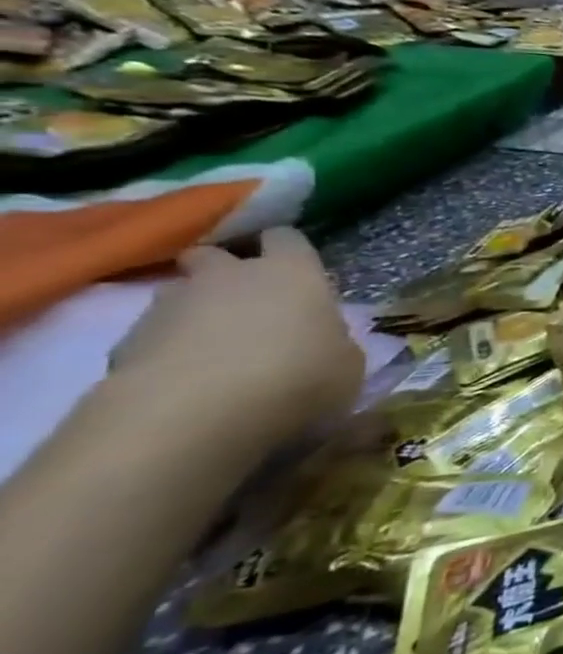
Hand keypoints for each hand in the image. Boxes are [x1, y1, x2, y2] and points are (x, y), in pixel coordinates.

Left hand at [110, 228, 363, 442]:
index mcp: (292, 273)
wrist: (191, 416)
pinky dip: (164, 350)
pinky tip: (180, 380)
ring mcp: (169, 306)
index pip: (287, 237)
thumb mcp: (346, 365)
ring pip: (177, 293)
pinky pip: (149, 336)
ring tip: (210, 346)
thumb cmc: (295, 378)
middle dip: (223, 271)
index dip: (289, 250)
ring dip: (192, 310)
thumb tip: (320, 341)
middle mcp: (229, 276)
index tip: (296, 269)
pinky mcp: (124, 343)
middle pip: (214, 254)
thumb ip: (332, 342)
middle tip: (244, 302)